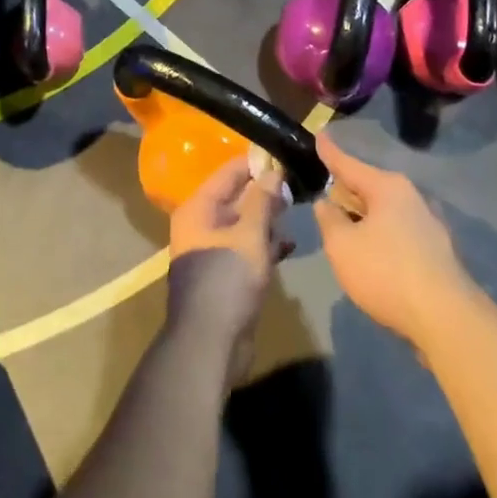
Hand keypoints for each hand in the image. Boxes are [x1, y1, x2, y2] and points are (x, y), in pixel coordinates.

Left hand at [167, 154, 289, 385]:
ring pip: (244, 224)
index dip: (255, 162)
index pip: (228, 173)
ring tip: (297, 210)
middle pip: (236, 197)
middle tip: (297, 183)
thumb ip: (262, 200)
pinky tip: (289, 245)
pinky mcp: (226, 275)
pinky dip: (266, 245)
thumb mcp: (249, 235)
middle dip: (265, 192)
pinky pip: (248, 249)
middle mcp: (202, 225)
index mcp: (199, 209)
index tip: (283, 153)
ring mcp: (214, 251)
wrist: (210, 343)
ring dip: (268, 219)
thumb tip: (273, 170)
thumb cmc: (227, 279)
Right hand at [312, 135, 470, 349]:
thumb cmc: (386, 272)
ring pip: (385, 212)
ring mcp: (429, 225)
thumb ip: (329, 220)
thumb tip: (327, 203)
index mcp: (387, 188)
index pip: (349, 164)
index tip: (319, 134)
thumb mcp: (342, 246)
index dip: (330, 152)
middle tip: (325, 194)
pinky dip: (381, 237)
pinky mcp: (437, 252)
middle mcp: (411, 198)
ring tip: (344, 228)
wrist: (446, 319)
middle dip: (347, 191)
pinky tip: (372, 256)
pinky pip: (398, 233)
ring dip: (364, 218)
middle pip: (369, 187)